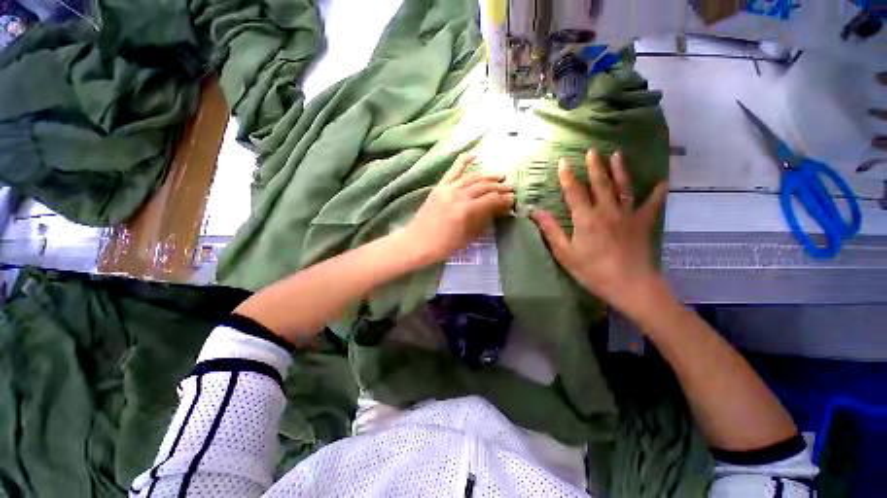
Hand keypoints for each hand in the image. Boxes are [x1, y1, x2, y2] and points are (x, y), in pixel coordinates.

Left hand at [404, 153, 514, 264]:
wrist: (417, 243)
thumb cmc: (443, 246)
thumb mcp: (467, 237)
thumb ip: (482, 221)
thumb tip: (497, 211)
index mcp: (466, 210)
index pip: (491, 200)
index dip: (504, 200)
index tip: (512, 200)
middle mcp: (458, 195)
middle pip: (484, 187)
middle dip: (499, 187)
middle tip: (510, 188)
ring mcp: (447, 189)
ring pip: (472, 177)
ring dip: (487, 175)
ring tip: (499, 176)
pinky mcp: (439, 187)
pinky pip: (453, 171)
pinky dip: (463, 161)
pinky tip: (474, 154)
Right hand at [532, 150, 668, 315]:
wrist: (630, 285)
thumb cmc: (592, 271)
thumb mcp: (565, 253)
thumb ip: (551, 230)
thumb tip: (535, 211)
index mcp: (586, 218)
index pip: (574, 192)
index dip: (567, 176)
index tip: (563, 161)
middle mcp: (607, 211)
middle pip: (600, 184)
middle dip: (594, 166)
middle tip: (592, 150)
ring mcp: (628, 215)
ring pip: (623, 187)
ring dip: (619, 170)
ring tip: (617, 154)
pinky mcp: (643, 224)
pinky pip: (651, 205)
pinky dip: (657, 192)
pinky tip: (662, 181)